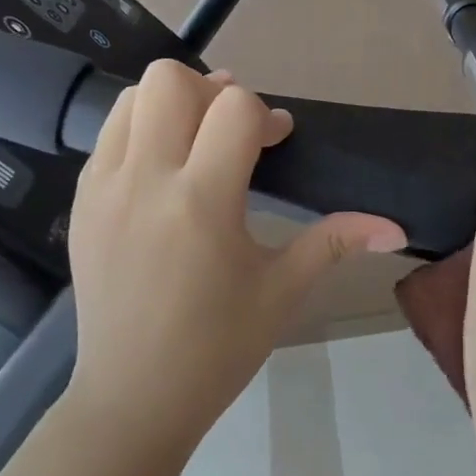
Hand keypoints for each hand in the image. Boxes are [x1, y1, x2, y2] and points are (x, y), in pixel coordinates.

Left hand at [65, 59, 406, 443]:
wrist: (133, 396)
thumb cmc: (216, 348)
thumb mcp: (281, 291)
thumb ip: (335, 243)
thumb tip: (395, 227)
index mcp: (202, 202)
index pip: (234, 107)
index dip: (265, 114)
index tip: (276, 142)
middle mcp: (145, 180)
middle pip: (170, 80)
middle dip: (211, 92)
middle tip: (231, 133)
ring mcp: (103, 188)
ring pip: (131, 98)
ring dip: (171, 105)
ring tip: (195, 143)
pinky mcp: (80, 202)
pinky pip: (108, 136)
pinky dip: (139, 132)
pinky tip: (163, 174)